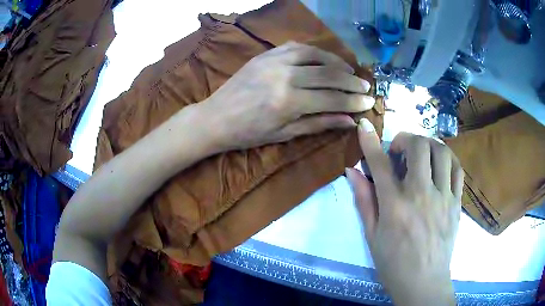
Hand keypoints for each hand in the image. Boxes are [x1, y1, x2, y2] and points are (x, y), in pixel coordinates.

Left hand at [198, 42, 374, 149]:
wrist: (216, 118)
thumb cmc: (248, 133)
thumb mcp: (285, 134)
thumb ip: (319, 124)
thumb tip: (349, 121)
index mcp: (288, 102)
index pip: (332, 98)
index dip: (354, 101)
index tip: (369, 102)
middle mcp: (284, 77)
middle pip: (328, 74)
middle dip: (351, 82)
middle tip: (365, 87)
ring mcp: (273, 61)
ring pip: (314, 54)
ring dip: (336, 61)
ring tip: (349, 71)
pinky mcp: (265, 55)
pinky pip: (295, 46)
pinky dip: (313, 51)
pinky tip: (323, 58)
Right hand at [346, 120, 462, 305]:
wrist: (423, 282)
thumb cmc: (393, 263)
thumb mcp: (372, 235)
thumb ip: (364, 200)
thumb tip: (353, 172)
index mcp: (395, 207)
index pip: (381, 164)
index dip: (370, 141)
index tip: (364, 125)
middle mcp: (421, 195)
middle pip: (419, 147)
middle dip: (405, 139)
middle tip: (399, 152)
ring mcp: (444, 198)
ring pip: (442, 152)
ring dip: (428, 145)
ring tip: (421, 155)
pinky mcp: (456, 203)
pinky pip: (457, 169)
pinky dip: (447, 159)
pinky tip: (439, 165)